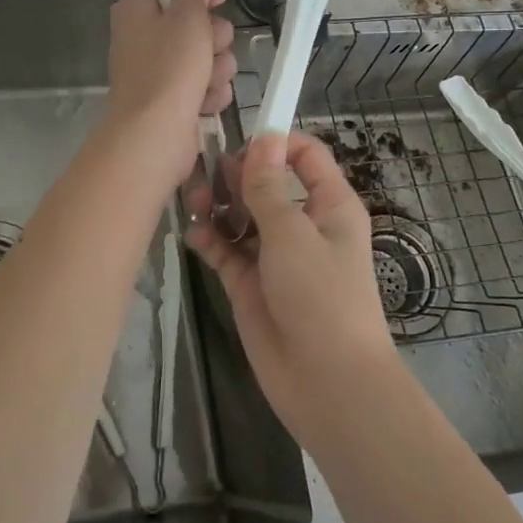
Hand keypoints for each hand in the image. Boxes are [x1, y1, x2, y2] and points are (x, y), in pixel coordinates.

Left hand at [104, 0, 236, 183]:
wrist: (153, 137)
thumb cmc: (169, 70)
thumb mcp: (186, 17)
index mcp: (137, 9)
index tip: (216, 0)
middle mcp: (144, 36)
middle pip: (194, 22)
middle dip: (214, 37)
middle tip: (210, 47)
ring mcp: (158, 70)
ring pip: (206, 55)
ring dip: (216, 68)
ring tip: (206, 83)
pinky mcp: (173, 99)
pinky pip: (204, 85)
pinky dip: (209, 94)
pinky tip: (204, 104)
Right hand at [187, 132, 396, 445]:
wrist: (327, 384)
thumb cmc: (321, 296)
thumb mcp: (292, 233)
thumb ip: (268, 185)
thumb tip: (263, 137)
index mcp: (328, 204)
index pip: (305, 155)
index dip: (274, 143)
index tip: (239, 144)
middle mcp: (302, 224)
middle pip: (265, 182)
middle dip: (236, 174)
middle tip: (207, 176)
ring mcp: (274, 254)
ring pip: (241, 214)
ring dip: (218, 204)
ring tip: (195, 202)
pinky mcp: (250, 283)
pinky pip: (226, 249)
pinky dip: (210, 239)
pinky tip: (194, 235)